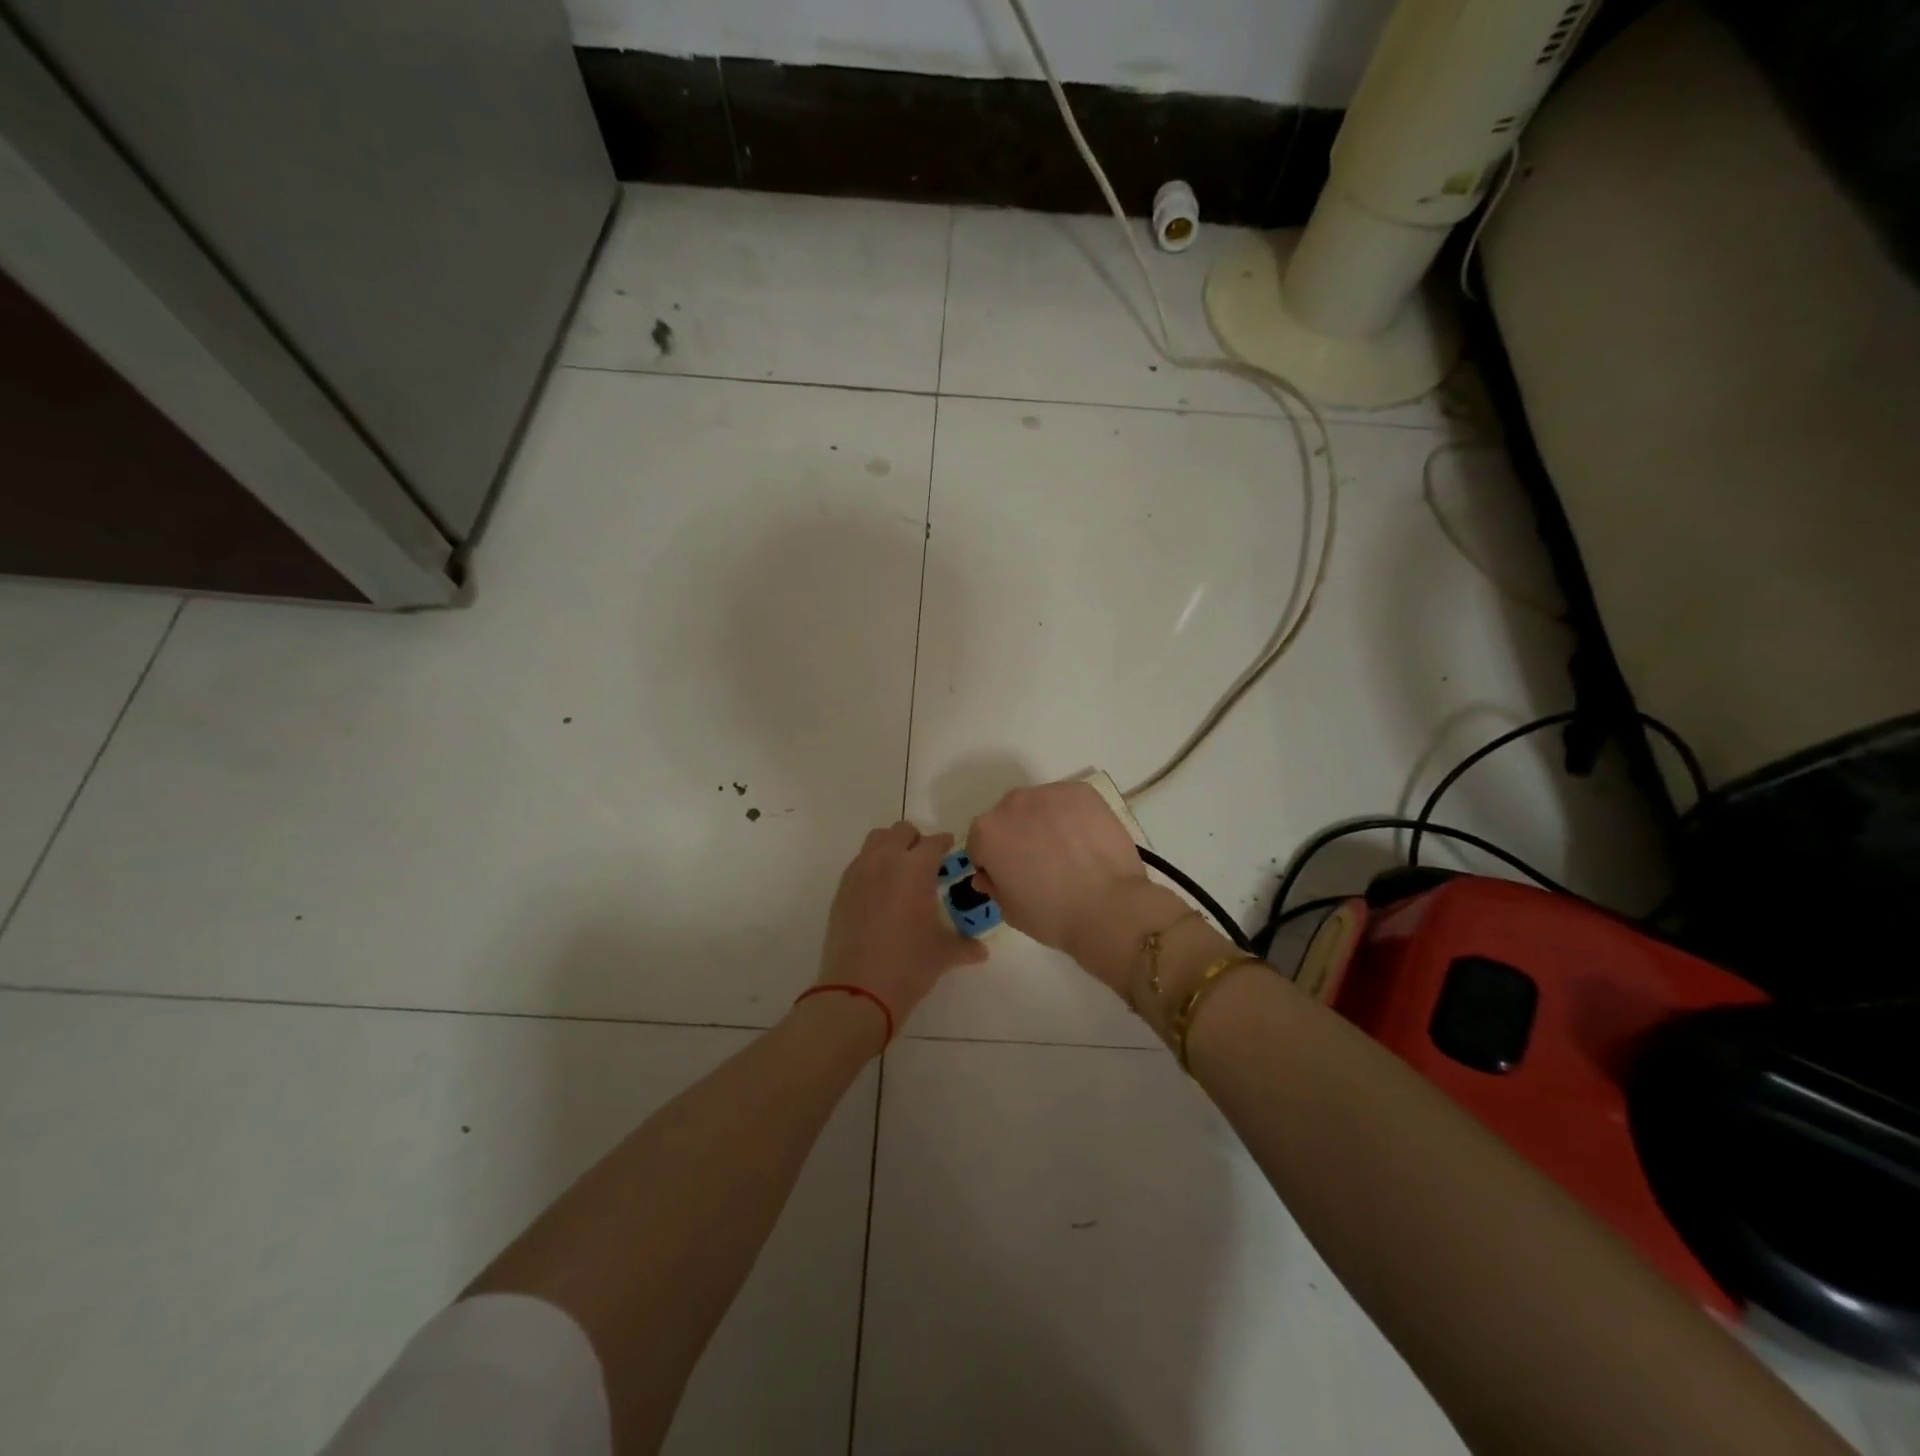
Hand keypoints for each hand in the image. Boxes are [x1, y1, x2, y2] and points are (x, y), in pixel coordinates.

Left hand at [817, 823, 988, 1030]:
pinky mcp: (842, 890)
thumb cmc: (908, 966)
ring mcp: (859, 873)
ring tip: (901, 872)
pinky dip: (872, 866)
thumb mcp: (942, 954)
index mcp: (915, 869)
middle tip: (926, 863)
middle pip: (901, 831)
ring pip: (876, 840)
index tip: (950, 851)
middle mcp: (886, 861)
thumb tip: (981, 951)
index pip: (934, 842)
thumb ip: (964, 945)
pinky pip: (859, 862)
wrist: (857, 990)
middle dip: (916, 841)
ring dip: (891, 847)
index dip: (945, 844)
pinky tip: (881, 892)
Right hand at [966, 782, 1153, 971]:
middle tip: (1042, 865)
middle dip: (1019, 836)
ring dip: (1045, 822)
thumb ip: (993, 885)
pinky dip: (1073, 816)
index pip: (981, 842)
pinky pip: (1068, 801)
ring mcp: (1050, 793)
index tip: (1012, 878)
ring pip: (1039, 806)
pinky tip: (1086, 841)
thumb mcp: (1010, 910)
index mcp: (988, 832)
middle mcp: (1012, 803)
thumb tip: (989, 875)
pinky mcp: (1082, 791)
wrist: (1109, 908)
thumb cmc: (1052, 915)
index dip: (994, 862)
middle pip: (1009, 818)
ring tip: (1069, 852)